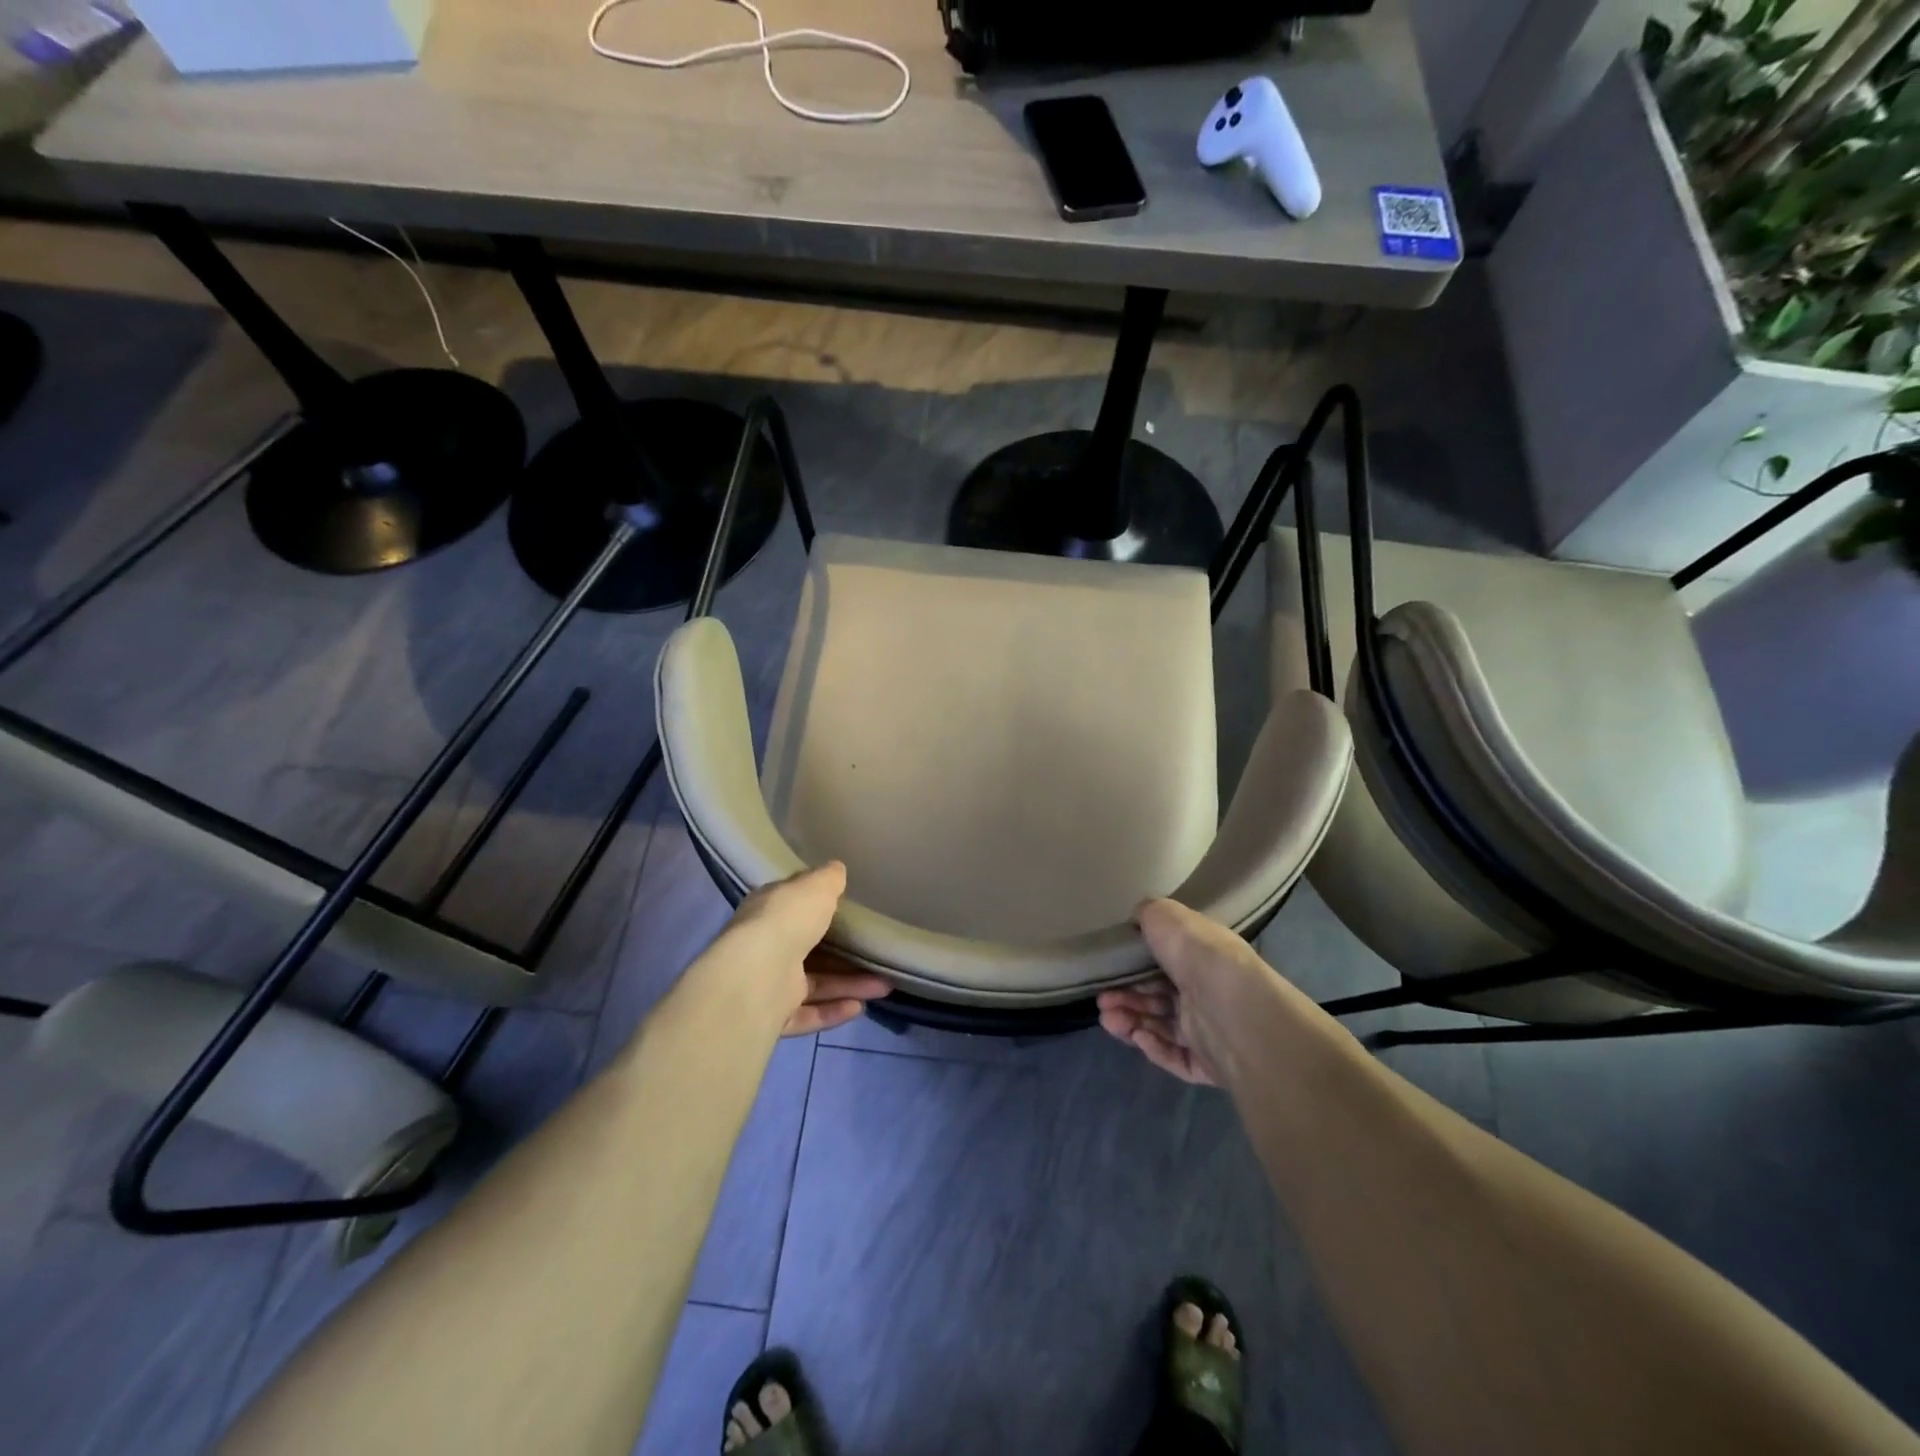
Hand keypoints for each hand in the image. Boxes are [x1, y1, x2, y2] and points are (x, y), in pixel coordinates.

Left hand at [720, 862, 890, 1036]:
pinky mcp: (773, 1017)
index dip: (819, 909)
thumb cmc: (787, 920)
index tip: (849, 911)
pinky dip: (832, 1011)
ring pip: (815, 985)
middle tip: (878, 957)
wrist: (758, 974)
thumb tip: (837, 868)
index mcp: (768, 912)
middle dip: (847, 956)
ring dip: (849, 985)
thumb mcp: (814, 887)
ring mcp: (768, 984)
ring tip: (884, 986)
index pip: (794, 908)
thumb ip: (828, 879)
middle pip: (811, 951)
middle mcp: (765, 947)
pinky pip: (807, 1014)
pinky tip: (859, 1007)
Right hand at [1098, 898, 1270, 1084]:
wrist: (1232, 1008)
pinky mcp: (1209, 1063)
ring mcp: (1210, 1030)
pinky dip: (1154, 1048)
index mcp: (1201, 956)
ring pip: (1163, 1027)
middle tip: (1102, 1001)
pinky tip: (1138, 1037)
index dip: (1134, 967)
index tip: (1109, 970)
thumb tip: (1139, 919)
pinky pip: (1176, 1057)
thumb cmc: (1196, 955)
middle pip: (1158, 997)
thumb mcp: (1164, 915)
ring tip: (1108, 1020)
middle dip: (1126, 998)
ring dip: (1131, 1022)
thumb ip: (1147, 914)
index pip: (1165, 962)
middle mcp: (1207, 991)